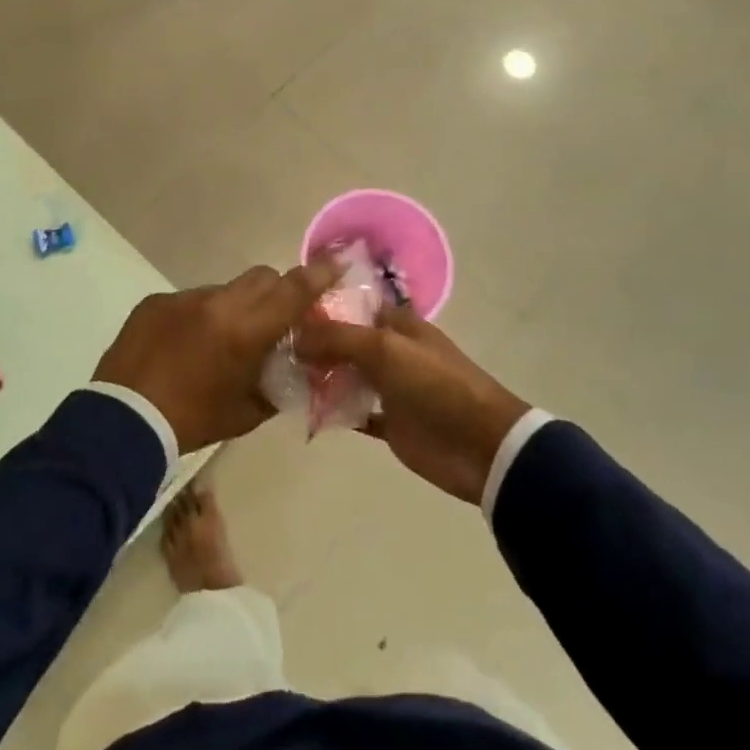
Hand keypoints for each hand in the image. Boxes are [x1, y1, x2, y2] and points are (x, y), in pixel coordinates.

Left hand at [94, 259, 340, 453]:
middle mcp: (217, 303)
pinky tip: (184, 345)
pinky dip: (198, 316)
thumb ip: (277, 386)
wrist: (122, 421)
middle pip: (262, 277)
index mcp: (245, 331)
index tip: (335, 263)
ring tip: (218, 341)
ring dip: (233, 307)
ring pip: (225, 289)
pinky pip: (190, 300)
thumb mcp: (246, 412)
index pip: (293, 290)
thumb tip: (294, 370)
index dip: (318, 275)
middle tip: (272, 319)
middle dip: (276, 291)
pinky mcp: (155, 302)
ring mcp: (183, 298)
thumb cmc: (192, 421)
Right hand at [293, 307, 529, 504]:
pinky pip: (354, 411)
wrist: (480, 444)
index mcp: (397, 324)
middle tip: (270, 349)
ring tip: (277, 377)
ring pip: (345, 376)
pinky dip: (332, 411)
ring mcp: (390, 387)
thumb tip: (294, 336)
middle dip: (313, 344)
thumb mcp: (385, 349)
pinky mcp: (389, 422)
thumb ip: (338, 338)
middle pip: (344, 342)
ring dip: (318, 377)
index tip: (281, 310)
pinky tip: (302, 410)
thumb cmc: (435, 384)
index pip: (353, 305)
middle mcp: (391, 350)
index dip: (322, 306)